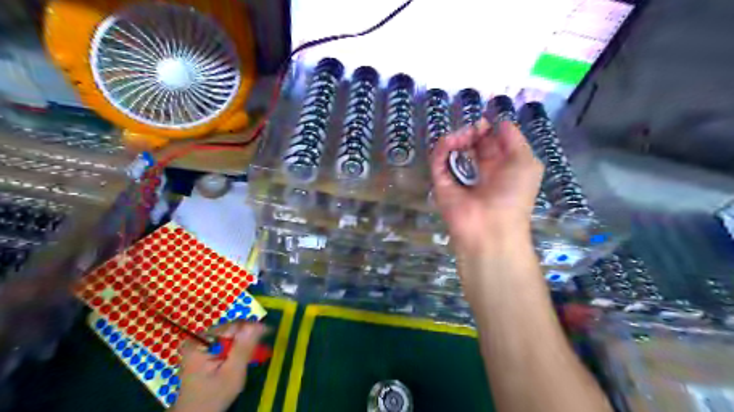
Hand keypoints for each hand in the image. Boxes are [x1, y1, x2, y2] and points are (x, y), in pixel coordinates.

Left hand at [173, 322, 268, 410]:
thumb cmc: (213, 398)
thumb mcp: (232, 373)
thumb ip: (243, 348)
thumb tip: (256, 325)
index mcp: (201, 342)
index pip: (232, 326)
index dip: (252, 328)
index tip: (269, 331)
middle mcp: (198, 340)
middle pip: (230, 330)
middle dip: (247, 337)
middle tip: (261, 347)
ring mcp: (199, 346)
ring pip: (229, 336)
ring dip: (243, 343)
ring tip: (254, 352)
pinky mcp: (203, 352)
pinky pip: (224, 343)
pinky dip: (235, 349)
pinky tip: (241, 357)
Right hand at [431, 118, 543, 255]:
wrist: (490, 228)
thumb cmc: (513, 195)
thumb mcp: (526, 163)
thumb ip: (514, 139)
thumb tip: (499, 122)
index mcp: (500, 167)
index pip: (490, 142)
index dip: (487, 129)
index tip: (485, 123)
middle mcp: (479, 171)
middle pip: (470, 143)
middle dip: (472, 131)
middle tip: (473, 130)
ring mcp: (458, 177)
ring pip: (452, 149)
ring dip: (456, 137)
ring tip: (463, 138)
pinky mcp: (441, 183)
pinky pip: (438, 160)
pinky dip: (441, 148)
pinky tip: (449, 142)